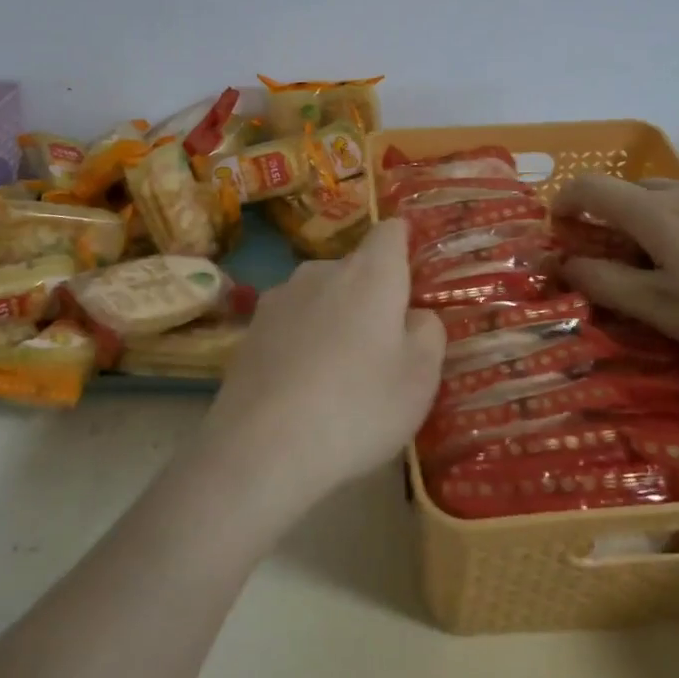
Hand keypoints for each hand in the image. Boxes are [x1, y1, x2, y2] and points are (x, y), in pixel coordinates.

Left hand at [202, 219, 444, 512]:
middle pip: (355, 269)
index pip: (391, 231)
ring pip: (320, 297)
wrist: (262, 446)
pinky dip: (302, 343)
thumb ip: (428, 334)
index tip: (413, 274)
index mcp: (369, 273)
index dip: (405, 244)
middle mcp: (321, 271)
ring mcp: (279, 298)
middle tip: (384, 347)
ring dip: (334, 319)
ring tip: (339, 374)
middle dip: (371, 296)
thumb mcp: (419, 378)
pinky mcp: (250, 329)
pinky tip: (302, 388)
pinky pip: (290, 324)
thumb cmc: (357, 406)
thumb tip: (415, 315)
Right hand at [553, 176, 678, 368]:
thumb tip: (565, 265)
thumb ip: (608, 285)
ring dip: (644, 224)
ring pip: (666, 200)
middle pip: (627, 190)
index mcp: (653, 212)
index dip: (564, 203)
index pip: (590, 187)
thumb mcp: (665, 310)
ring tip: (660, 270)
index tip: (558, 232)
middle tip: (608, 263)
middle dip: (604, 219)